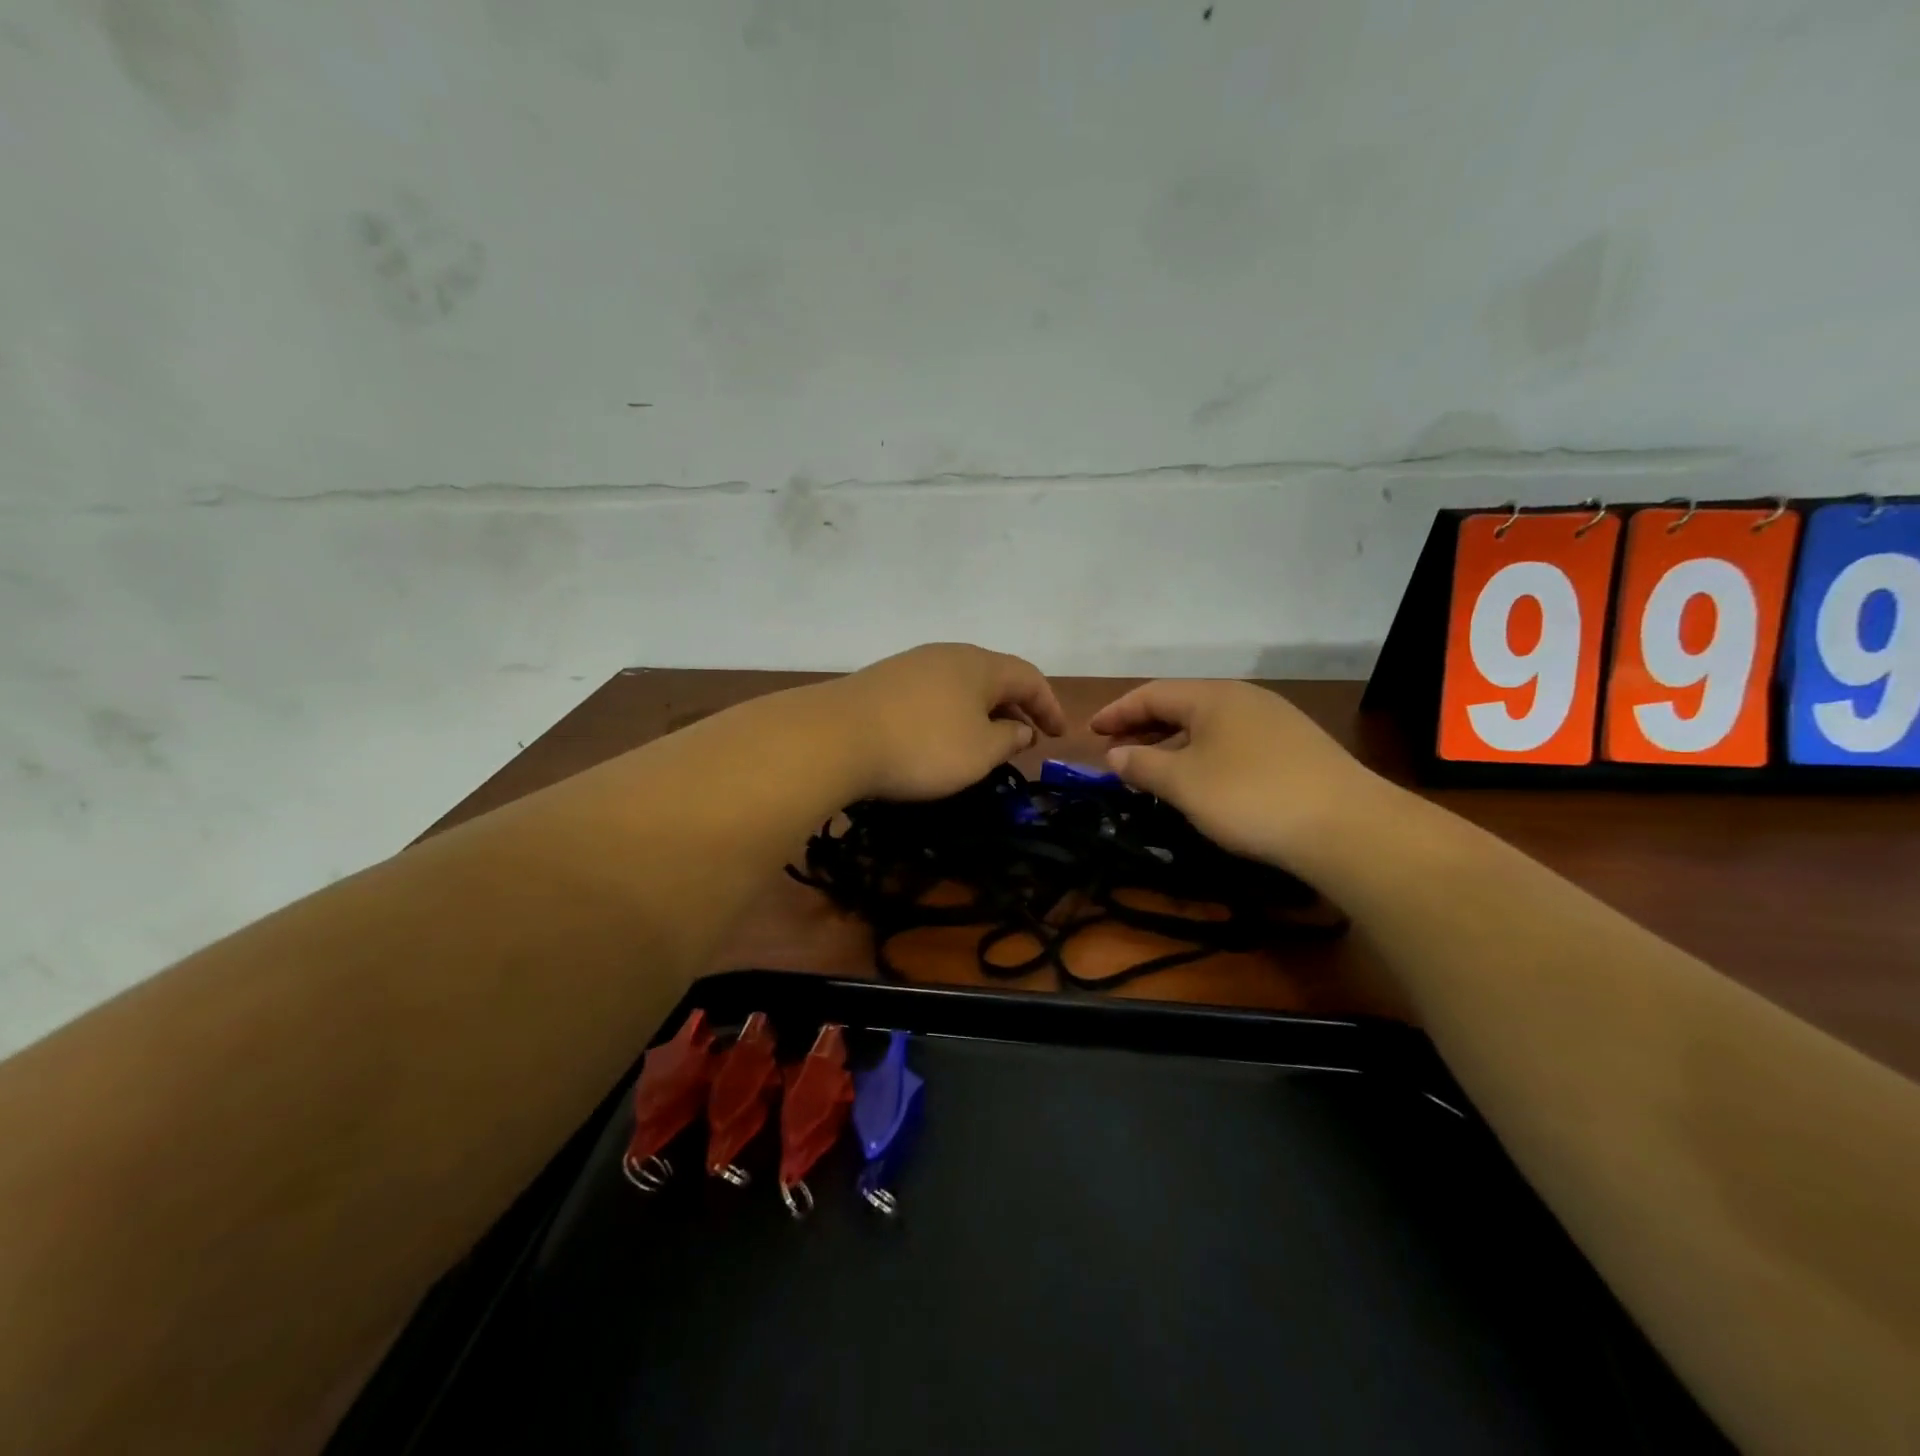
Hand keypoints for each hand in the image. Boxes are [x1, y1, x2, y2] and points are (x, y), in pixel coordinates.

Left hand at [825, 643, 1065, 801]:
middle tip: (1026, 737)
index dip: (1048, 705)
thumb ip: (1008, 739)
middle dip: (1015, 706)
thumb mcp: (979, 752)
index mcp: (980, 665)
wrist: (835, 737)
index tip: (1059, 734)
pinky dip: (951, 713)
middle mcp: (948, 655)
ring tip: (986, 739)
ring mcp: (912, 665)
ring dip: (982, 710)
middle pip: (994, 676)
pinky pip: (933, 693)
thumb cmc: (922, 746)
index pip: (1028, 677)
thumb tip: (1020, 728)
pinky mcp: (883, 681)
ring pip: (961, 684)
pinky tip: (942, 736)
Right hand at [1089, 679, 1392, 871]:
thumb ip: (1142, 765)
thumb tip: (1115, 754)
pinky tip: (1201, 779)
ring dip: (1173, 743)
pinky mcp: (1295, 748)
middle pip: (1181, 705)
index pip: (1152, 693)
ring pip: (1209, 725)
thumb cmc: (1249, 797)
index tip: (1091, 731)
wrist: (1345, 826)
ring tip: (1152, 768)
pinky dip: (1203, 754)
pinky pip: (1233, 741)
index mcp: (1213, 696)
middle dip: (1144, 727)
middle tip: (1116, 750)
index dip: (1117, 711)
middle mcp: (1244, 699)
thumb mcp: (1183, 783)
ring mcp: (1275, 722)